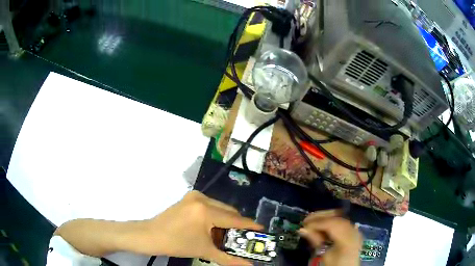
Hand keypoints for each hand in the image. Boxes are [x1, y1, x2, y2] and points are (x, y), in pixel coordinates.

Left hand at [129, 191, 262, 264]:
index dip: (250, 225)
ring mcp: (194, 196)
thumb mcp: (204, 251)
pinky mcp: (189, 198)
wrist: (150, 235)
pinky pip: (210, 206)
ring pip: (219, 208)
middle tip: (241, 238)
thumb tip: (249, 265)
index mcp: (205, 210)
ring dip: (225, 221)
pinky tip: (212, 229)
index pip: (234, 218)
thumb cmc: (177, 244)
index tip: (261, 230)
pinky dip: (215, 217)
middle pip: (228, 211)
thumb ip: (229, 259)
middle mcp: (202, 198)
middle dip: (236, 225)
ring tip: (225, 236)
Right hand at [298, 211, 361, 265]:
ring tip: (312, 221)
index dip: (317, 222)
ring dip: (325, 217)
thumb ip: (316, 241)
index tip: (303, 224)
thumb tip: (302, 229)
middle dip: (320, 216)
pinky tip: (322, 224)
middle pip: (337, 217)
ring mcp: (354, 230)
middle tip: (306, 220)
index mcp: (347, 239)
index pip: (332, 224)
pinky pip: (341, 221)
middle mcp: (353, 231)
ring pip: (339, 217)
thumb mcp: (323, 256)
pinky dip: (331, 221)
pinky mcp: (353, 231)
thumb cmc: (334, 265)